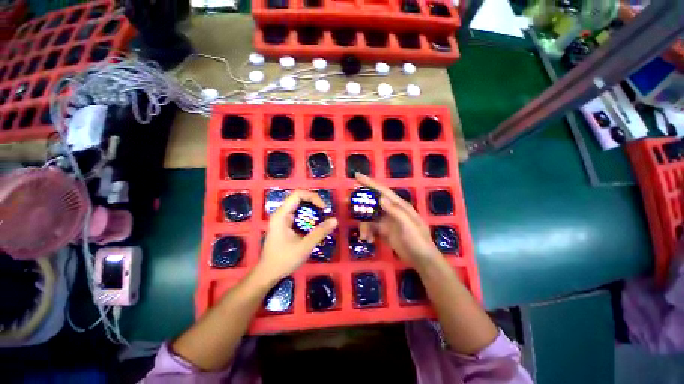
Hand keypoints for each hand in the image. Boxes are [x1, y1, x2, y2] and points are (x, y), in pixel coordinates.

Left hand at [256, 190, 337, 282]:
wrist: (268, 273)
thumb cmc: (284, 260)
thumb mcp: (305, 246)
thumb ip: (320, 232)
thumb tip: (335, 220)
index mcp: (282, 215)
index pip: (298, 194)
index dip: (313, 197)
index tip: (323, 208)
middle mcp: (281, 213)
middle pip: (299, 198)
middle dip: (314, 202)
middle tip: (325, 212)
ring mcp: (282, 219)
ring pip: (299, 206)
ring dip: (312, 209)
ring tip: (322, 217)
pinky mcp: (285, 225)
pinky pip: (298, 214)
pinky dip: (308, 216)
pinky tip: (314, 224)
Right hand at [356, 174, 440, 266]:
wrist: (421, 260)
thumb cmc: (418, 240)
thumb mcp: (408, 225)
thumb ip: (395, 211)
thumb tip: (381, 198)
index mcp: (398, 205)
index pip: (382, 191)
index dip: (369, 183)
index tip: (356, 176)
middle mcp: (391, 210)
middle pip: (372, 202)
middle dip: (361, 203)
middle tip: (347, 203)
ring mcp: (387, 221)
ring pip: (369, 217)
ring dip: (364, 225)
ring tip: (364, 236)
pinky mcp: (384, 231)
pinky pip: (371, 228)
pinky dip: (368, 232)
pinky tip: (369, 240)